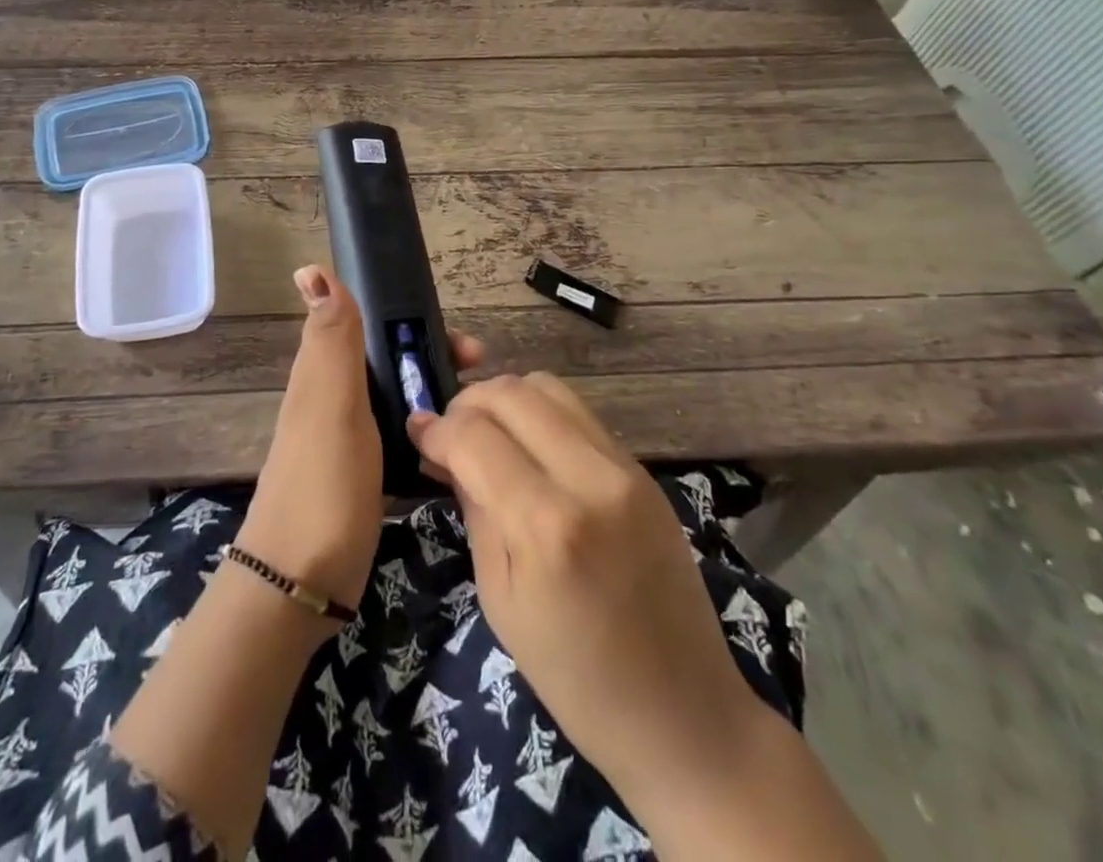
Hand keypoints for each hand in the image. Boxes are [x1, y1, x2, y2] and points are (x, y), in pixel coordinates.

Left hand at [237, 266, 482, 612]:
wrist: (300, 583)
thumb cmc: (323, 485)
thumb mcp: (331, 404)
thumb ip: (331, 339)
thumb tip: (310, 268)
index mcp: (325, 372)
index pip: (374, 325)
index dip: (417, 323)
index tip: (466, 345)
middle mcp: (335, 396)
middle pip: (392, 359)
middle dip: (437, 359)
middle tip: (483, 377)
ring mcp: (348, 436)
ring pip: (399, 396)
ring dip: (437, 393)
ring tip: (480, 412)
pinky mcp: (363, 472)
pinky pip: (402, 434)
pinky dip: (429, 430)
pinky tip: (457, 446)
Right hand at [406, 373, 756, 804]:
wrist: (686, 714)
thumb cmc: (576, 677)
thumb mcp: (501, 599)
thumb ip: (474, 508)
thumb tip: (443, 449)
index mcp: (546, 525)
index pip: (473, 436)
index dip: (435, 428)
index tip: (416, 434)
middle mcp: (589, 478)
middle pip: (511, 393)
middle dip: (467, 403)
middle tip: (449, 433)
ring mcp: (624, 468)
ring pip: (548, 386)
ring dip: (505, 399)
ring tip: (487, 432)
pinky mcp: (643, 470)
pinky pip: (579, 412)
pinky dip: (541, 413)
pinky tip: (528, 446)